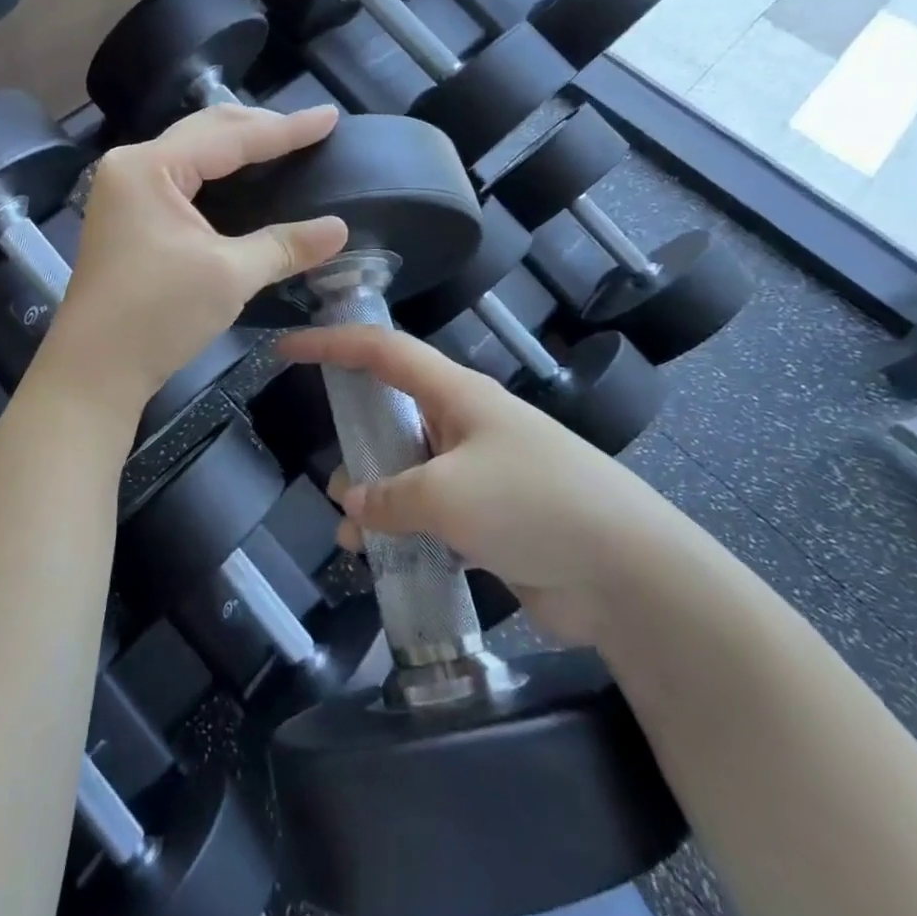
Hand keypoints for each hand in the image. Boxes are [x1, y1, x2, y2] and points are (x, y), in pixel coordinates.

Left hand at [47, 105, 349, 402]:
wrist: (94, 371)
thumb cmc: (157, 315)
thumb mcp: (230, 276)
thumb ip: (285, 245)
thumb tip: (340, 229)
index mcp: (150, 167)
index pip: (229, 136)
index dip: (284, 129)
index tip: (329, 117)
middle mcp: (132, 166)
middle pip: (206, 131)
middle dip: (260, 128)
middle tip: (311, 128)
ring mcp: (125, 191)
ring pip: (193, 153)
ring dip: (238, 147)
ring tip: (283, 144)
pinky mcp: (129, 216)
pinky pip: (182, 178)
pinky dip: (218, 174)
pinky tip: (243, 178)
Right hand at [278, 325, 687, 645]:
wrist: (628, 573)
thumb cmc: (533, 504)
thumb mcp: (446, 495)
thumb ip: (389, 497)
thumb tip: (356, 502)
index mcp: (456, 394)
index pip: (382, 351)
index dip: (332, 342)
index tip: (287, 348)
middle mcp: (465, 425)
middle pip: (393, 413)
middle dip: (356, 440)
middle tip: (334, 476)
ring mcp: (480, 472)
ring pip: (407, 471)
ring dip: (376, 498)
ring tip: (353, 531)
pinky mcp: (491, 520)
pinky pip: (430, 516)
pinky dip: (403, 532)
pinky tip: (383, 562)